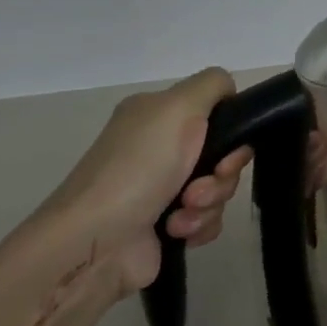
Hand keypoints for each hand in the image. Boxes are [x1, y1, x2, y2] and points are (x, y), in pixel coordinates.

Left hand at [41, 69, 253, 294]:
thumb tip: (229, 91)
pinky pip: (209, 219)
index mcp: (158, 115)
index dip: (231, 134)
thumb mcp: (178, 106)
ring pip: (219, 189)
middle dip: (222, 176)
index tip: (227, 152)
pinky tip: (177, 231)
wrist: (95, 241)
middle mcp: (160, 148)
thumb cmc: (138, 168)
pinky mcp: (167, 224)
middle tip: (199, 188)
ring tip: (181, 214)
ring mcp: (163, 188)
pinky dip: (200, 225)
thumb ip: (213, 84)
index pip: (216, 114)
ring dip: (209, 203)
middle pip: (223, 155)